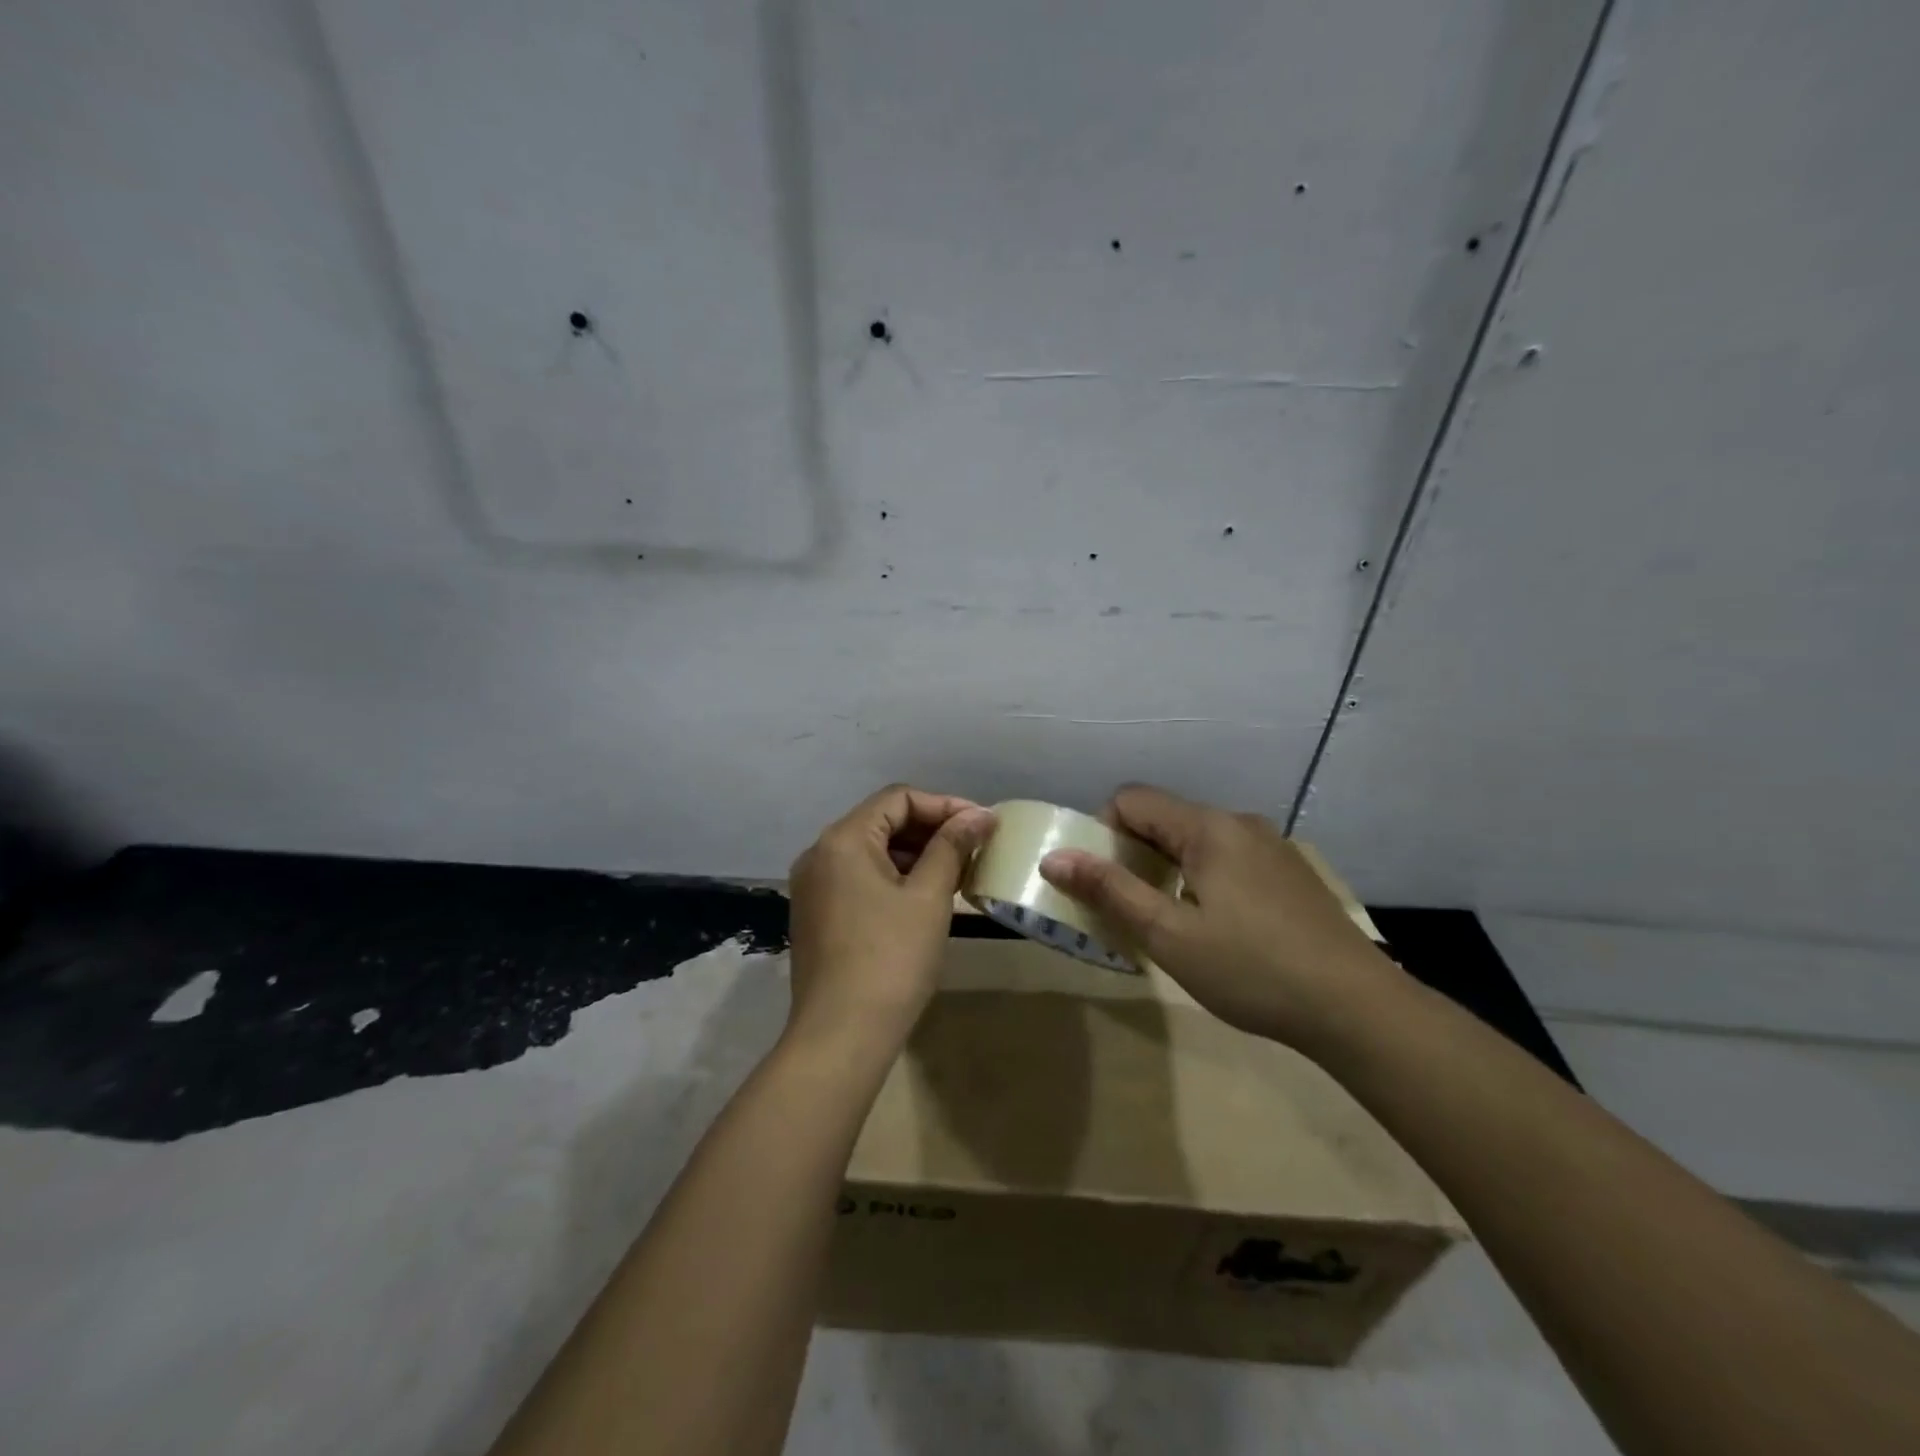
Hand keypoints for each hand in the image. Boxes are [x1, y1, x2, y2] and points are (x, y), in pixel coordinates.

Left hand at [785, 785, 996, 1058]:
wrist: (841, 1036)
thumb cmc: (891, 959)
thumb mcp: (929, 897)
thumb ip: (952, 847)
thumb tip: (980, 815)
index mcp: (842, 840)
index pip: (898, 798)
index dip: (945, 805)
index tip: (982, 824)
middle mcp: (819, 854)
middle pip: (882, 821)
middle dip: (931, 829)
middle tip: (974, 847)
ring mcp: (813, 886)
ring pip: (871, 851)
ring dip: (915, 854)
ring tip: (958, 871)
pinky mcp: (817, 914)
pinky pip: (859, 878)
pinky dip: (894, 877)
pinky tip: (926, 896)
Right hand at [1038, 784, 1400, 1049]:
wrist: (1358, 1008)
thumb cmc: (1252, 969)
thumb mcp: (1169, 935)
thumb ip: (1110, 890)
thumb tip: (1053, 856)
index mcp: (1208, 827)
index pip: (1132, 799)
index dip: (1103, 832)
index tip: (1103, 883)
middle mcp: (1239, 823)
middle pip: (1164, 818)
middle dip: (1132, 855)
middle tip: (1127, 909)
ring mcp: (1270, 846)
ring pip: (1196, 841)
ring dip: (1167, 870)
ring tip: (1168, 924)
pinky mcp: (1289, 873)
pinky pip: (1227, 858)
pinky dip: (1201, 880)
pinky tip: (1216, 929)